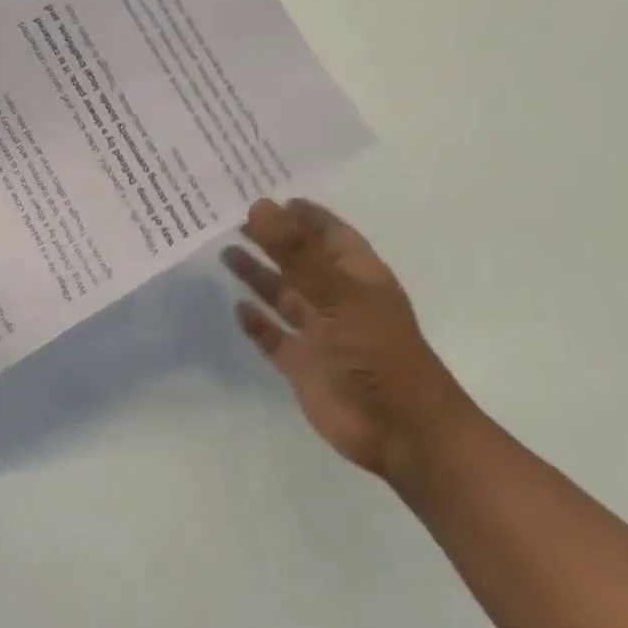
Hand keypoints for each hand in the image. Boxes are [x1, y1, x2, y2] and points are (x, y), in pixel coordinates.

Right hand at [224, 198, 468, 478]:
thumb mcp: (337, 294)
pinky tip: (237, 307)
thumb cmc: (379, 353)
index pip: (327, 233)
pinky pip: (274, 337)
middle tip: (230, 217)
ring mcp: (319, 334)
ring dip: (258, 275)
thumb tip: (259, 205)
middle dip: (270, 239)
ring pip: (283, 296)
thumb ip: (296, 252)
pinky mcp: (303, 366)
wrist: (402, 432)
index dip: (301, 214)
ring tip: (226, 251)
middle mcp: (336, 299)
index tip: (265, 194)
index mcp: (356, 276)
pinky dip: (256, 323)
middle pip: (298, 261)